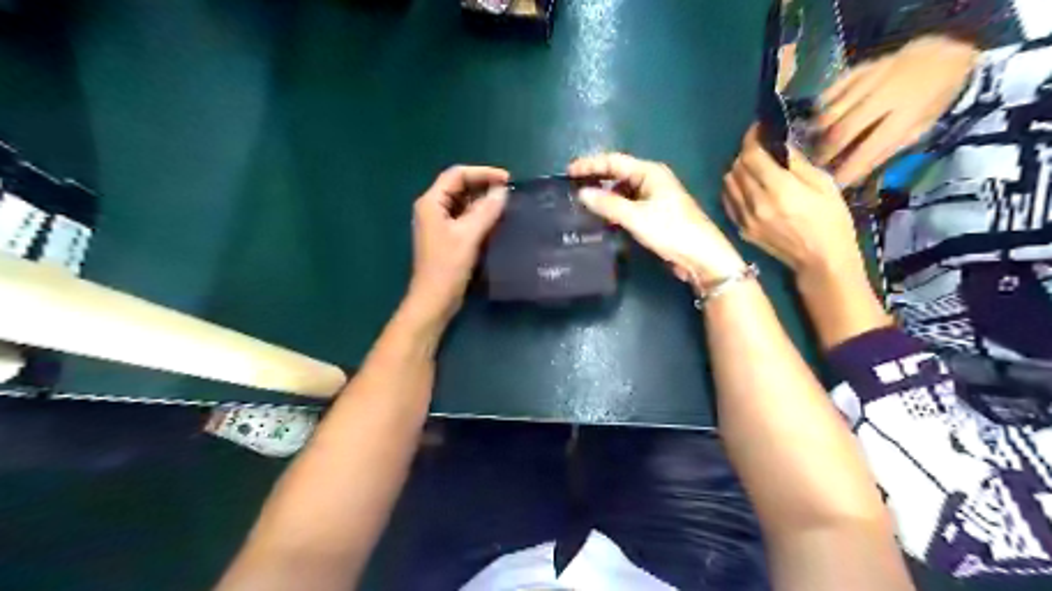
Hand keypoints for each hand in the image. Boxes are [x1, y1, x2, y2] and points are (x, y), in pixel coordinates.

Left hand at [406, 167, 510, 320]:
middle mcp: (432, 208)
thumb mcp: (468, 236)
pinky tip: (496, 220)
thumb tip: (502, 191)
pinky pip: (465, 217)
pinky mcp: (447, 236)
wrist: (435, 299)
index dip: (483, 173)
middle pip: (459, 186)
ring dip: (483, 201)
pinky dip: (480, 215)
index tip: (507, 180)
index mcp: (431, 202)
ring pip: (463, 202)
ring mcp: (439, 223)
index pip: (457, 175)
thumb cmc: (447, 267)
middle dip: (484, 186)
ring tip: (506, 205)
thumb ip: (485, 211)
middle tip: (509, 192)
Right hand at [567, 151, 746, 281]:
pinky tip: (600, 215)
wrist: (701, 257)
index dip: (590, 164)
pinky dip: (613, 207)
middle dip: (595, 177)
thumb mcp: (637, 217)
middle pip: (618, 173)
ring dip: (603, 194)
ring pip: (622, 190)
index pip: (614, 161)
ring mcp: (653, 197)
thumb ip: (608, 204)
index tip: (568, 171)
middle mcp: (651, 180)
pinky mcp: (653, 214)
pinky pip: (627, 204)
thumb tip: (581, 193)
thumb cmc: (671, 231)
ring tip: (580, 201)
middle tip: (571, 186)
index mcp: (650, 172)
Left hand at [725, 122, 862, 279]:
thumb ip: (796, 163)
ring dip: (737, 171)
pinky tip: (746, 187)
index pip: (751, 155)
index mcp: (779, 189)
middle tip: (758, 148)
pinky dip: (733, 189)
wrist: (820, 259)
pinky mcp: (741, 229)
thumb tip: (778, 144)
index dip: (751, 138)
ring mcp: (745, 218)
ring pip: (728, 184)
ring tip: (751, 167)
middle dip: (745, 153)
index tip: (758, 129)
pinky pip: (728, 202)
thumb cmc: (831, 219)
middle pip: (736, 168)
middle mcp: (755, 203)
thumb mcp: (823, 184)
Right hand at [812, 34, 978, 187]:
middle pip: (844, 128)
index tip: (836, 183)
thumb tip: (856, 174)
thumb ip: (887, 150)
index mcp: (908, 111)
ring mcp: (871, 77)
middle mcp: (887, 93)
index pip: (873, 145)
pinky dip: (821, 107)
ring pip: (831, 110)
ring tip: (814, 143)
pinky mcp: (859, 68)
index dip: (852, 167)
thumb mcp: (920, 128)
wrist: (944, 54)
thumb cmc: (933, 99)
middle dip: (827, 151)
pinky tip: (820, 119)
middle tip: (817, 165)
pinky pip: (831, 90)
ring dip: (819, 132)